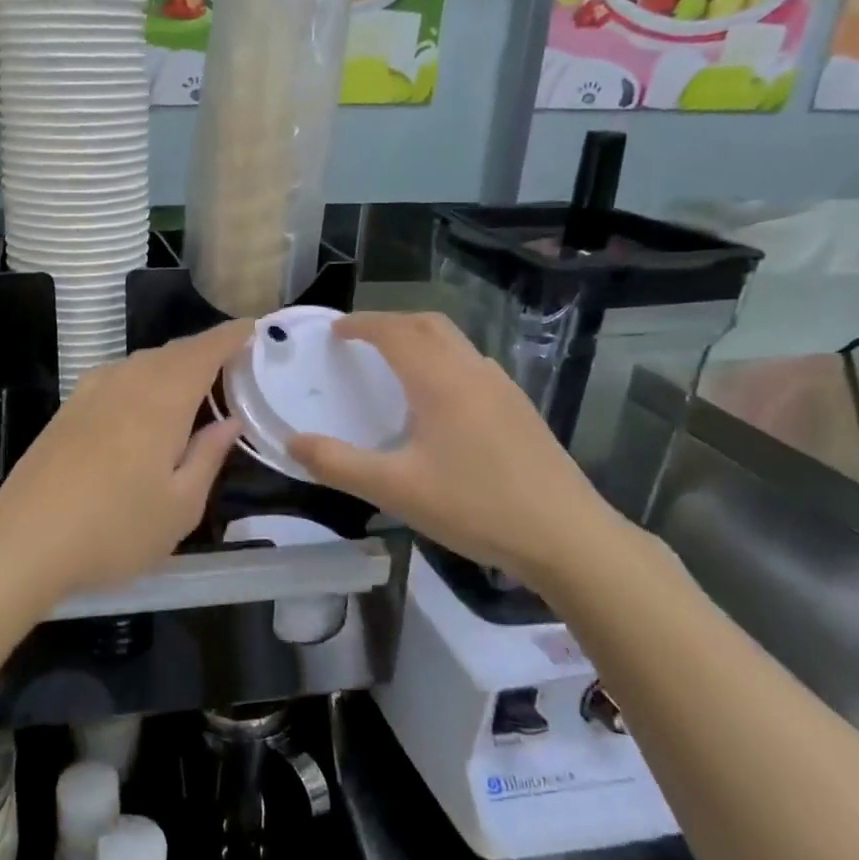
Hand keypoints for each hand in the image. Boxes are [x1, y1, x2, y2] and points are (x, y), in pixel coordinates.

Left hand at [0, 319, 249, 604]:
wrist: (24, 542)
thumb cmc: (115, 530)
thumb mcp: (180, 506)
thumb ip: (208, 456)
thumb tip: (229, 421)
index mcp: (161, 400)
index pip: (204, 351)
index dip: (232, 336)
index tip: (255, 328)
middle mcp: (126, 382)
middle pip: (172, 353)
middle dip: (205, 351)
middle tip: (233, 363)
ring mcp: (90, 393)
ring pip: (141, 363)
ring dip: (172, 365)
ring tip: (194, 385)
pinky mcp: (67, 410)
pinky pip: (116, 377)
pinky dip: (142, 379)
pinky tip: (143, 404)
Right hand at [287, 312, 632, 587]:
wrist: (566, 537)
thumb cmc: (475, 507)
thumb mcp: (395, 489)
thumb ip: (337, 464)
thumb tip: (292, 443)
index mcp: (441, 382)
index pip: (395, 332)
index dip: (362, 324)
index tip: (335, 330)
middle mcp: (473, 372)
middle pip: (428, 325)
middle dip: (390, 322)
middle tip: (360, 339)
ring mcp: (503, 389)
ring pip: (455, 343)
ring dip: (419, 339)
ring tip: (393, 364)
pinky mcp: (520, 410)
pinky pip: (472, 365)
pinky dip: (442, 361)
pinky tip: (437, 400)